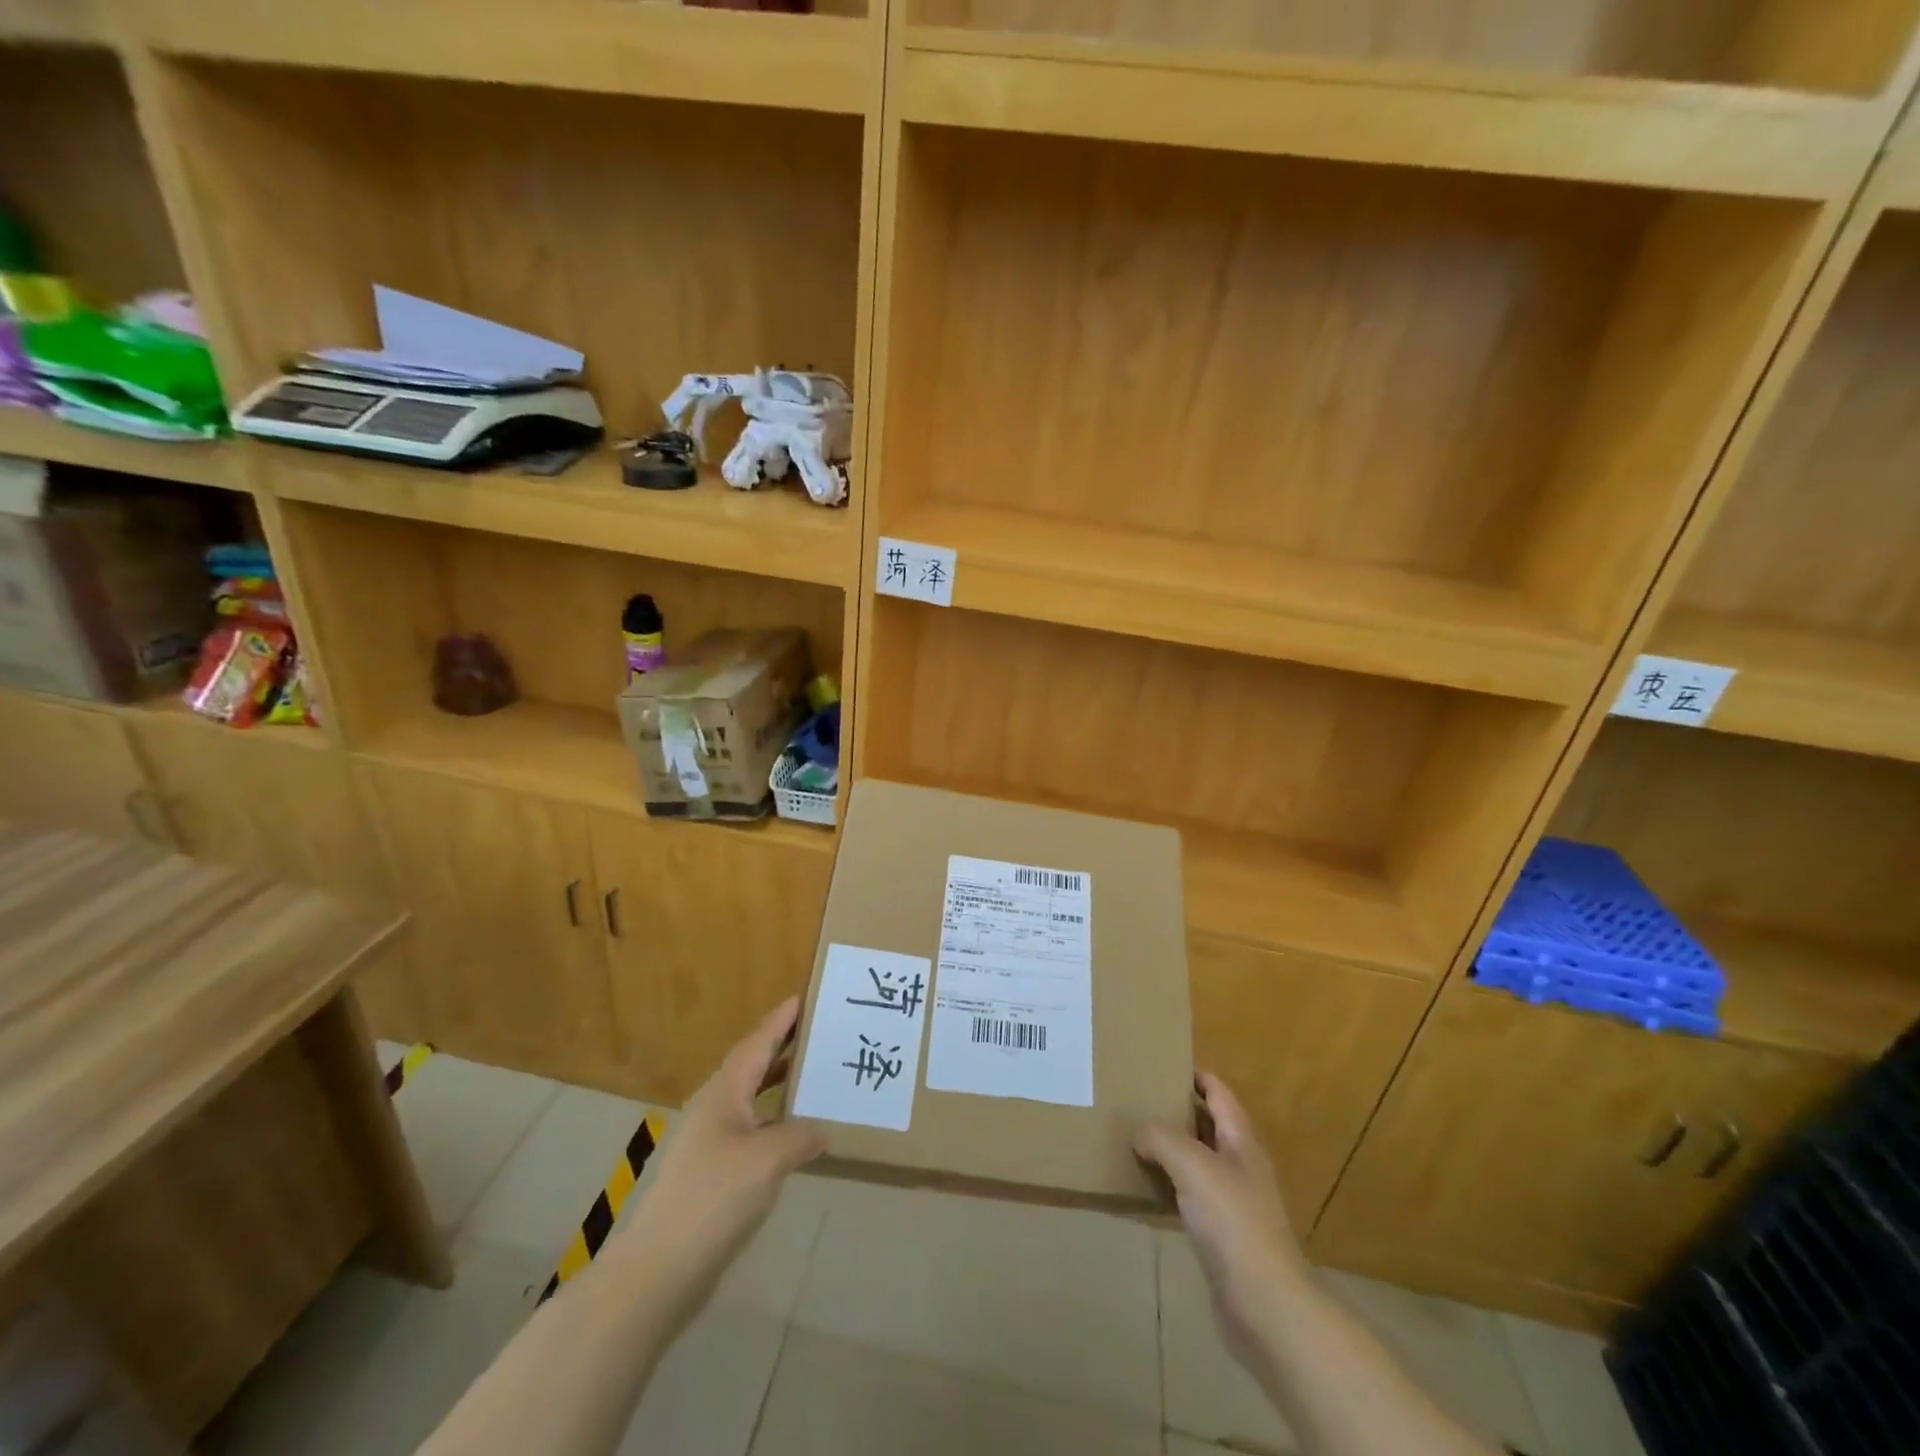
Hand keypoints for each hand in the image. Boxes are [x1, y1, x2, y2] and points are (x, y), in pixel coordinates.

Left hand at [621, 998, 825, 1324]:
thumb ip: (800, 1136)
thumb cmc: (714, 1197)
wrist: (660, 1268)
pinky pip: (751, 1128)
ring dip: (778, 1084)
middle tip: (817, 1032)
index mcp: (724, 1093)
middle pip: (752, 1066)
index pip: (757, 1044)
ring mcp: (709, 1142)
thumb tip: (823, 1129)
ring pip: (751, 1098)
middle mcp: (714, 1108)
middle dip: (782, 1048)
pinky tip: (793, 1134)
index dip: (779, 1021)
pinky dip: (774, 1119)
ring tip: (812, 1075)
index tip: (801, 997)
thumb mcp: (768, 1159)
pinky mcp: (711, 1172)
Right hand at [1135, 1073, 1306, 1359]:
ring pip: (1197, 1162)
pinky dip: (1169, 1187)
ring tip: (1132, 1138)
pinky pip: (1190, 1198)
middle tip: (1136, 1099)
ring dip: (1169, 1150)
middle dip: (1175, 1111)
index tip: (1161, 1063)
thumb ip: (1161, 1138)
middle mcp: (1240, 1165)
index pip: (1219, 1093)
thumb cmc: (1233, 1223)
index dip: (1195, 1075)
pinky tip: (1145, 1189)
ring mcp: (1233, 1203)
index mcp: (1241, 1141)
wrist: (1265, 1306)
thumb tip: (1140, 1134)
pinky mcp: (1222, 1237)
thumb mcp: (1192, 1165)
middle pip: (1207, 1125)